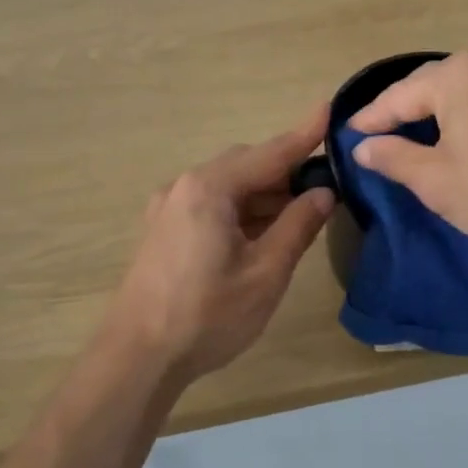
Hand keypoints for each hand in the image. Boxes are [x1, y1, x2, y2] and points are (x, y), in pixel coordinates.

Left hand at [106, 108, 335, 387]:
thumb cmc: (207, 315)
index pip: (270, 153)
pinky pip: (210, 205)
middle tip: (324, 187)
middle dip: (285, 172)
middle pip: (245, 166)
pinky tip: (261, 233)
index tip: (330, 109)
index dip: (304, 135)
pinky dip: (241, 211)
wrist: (137, 358)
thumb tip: (323, 192)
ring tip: (299, 214)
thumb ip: (297, 225)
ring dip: (264, 195)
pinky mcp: (163, 230)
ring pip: (227, 187)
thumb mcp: (265, 272)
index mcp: (210, 188)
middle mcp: (184, 186)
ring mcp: (168, 208)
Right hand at [348, 51, 467, 249]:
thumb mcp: (435, 179)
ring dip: (446, 108)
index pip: (400, 95)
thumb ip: (393, 157)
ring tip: (427, 130)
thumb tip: (364, 146)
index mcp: (459, 74)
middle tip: (383, 131)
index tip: (350, 133)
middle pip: (437, 84)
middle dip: (408, 108)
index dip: (372, 117)